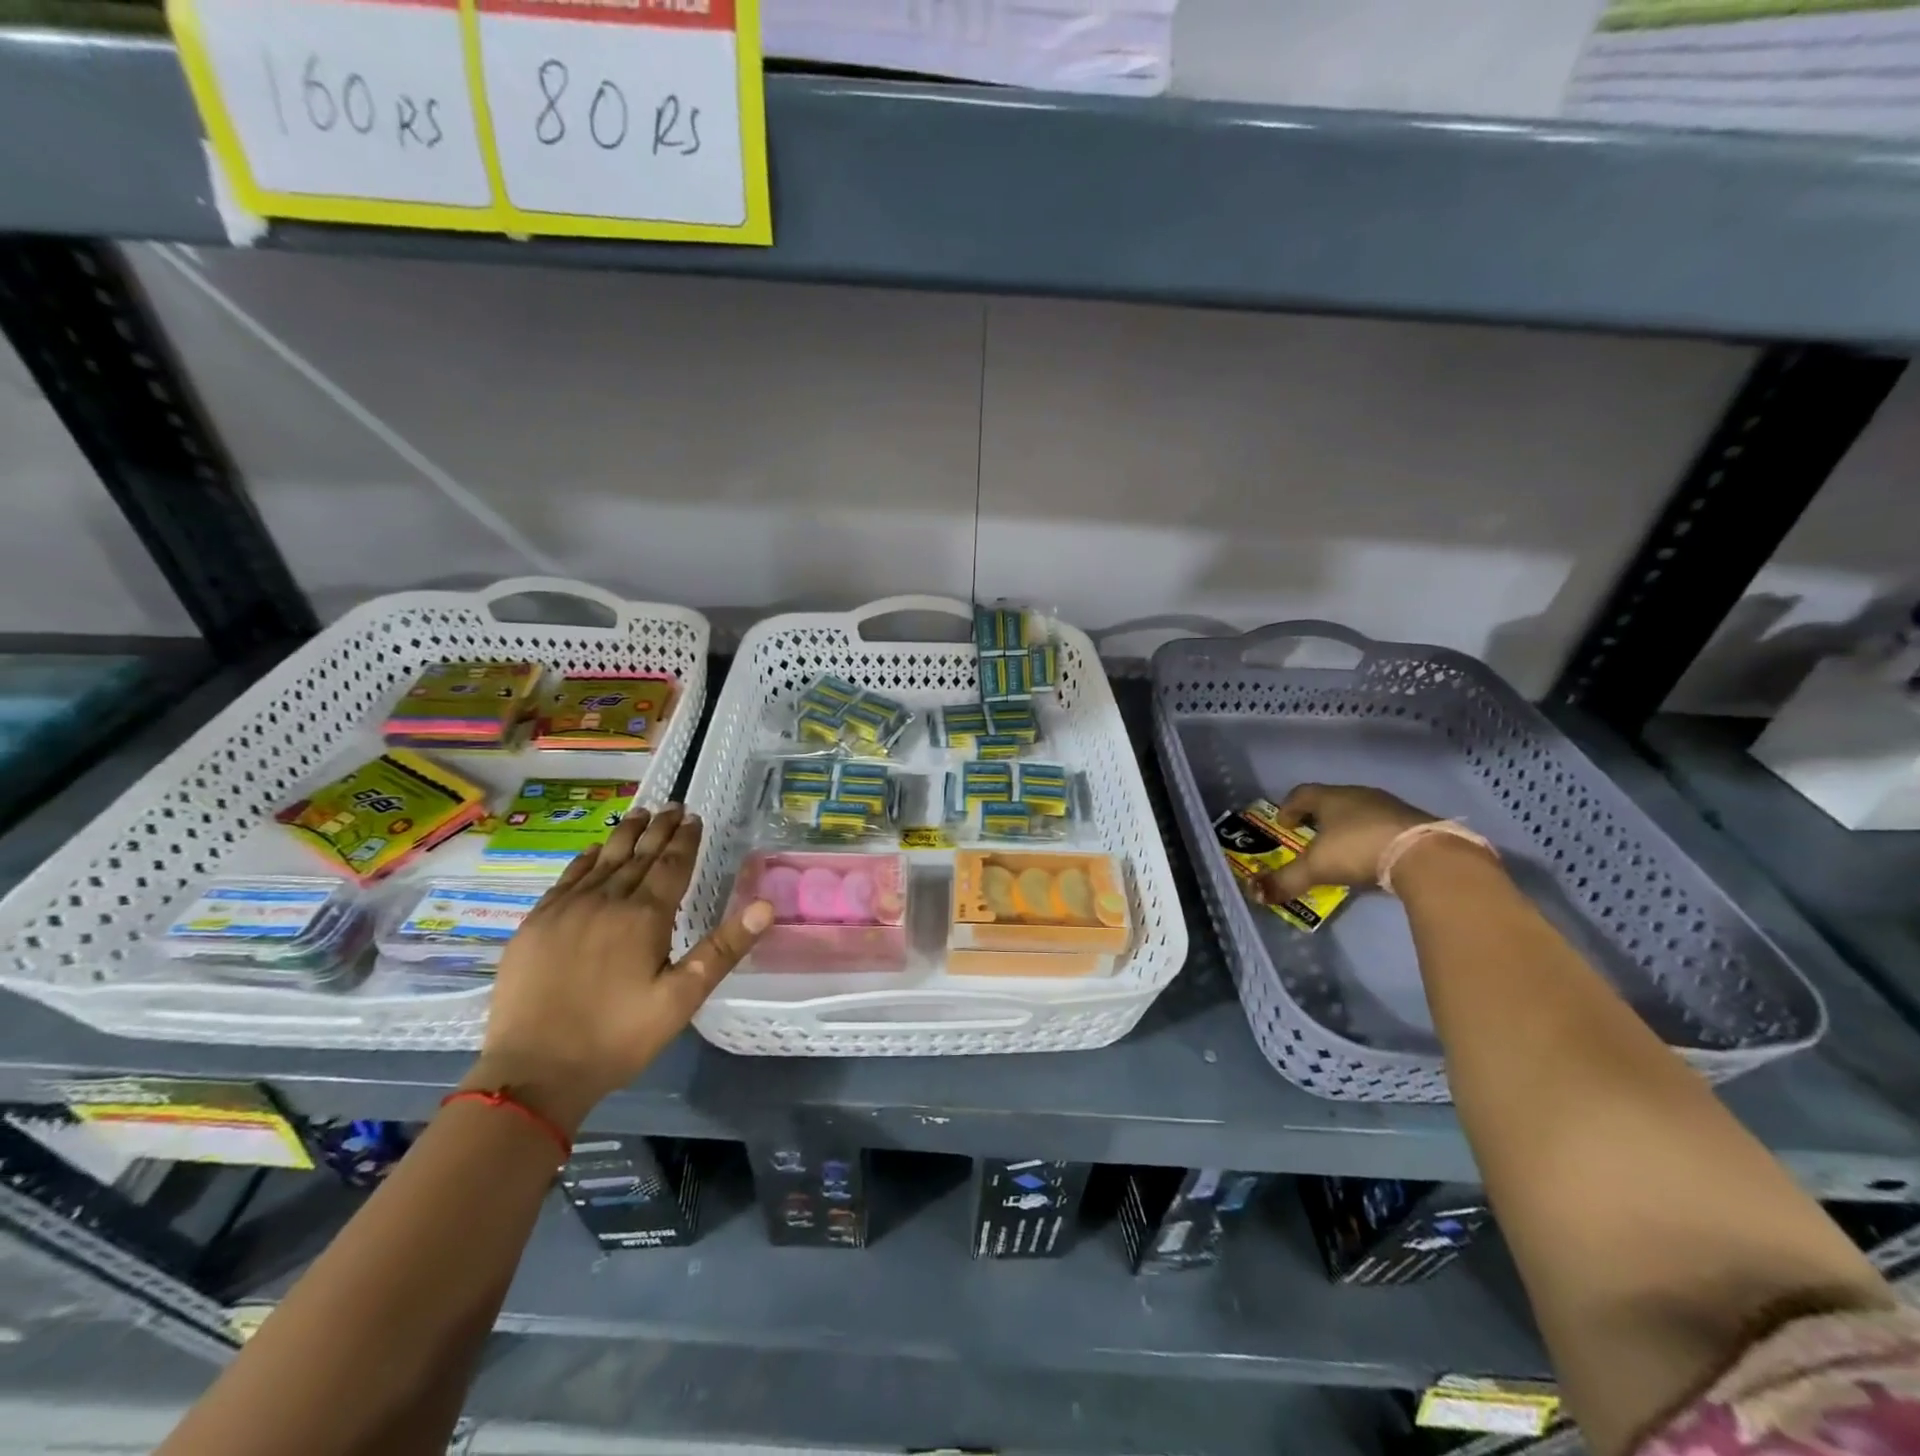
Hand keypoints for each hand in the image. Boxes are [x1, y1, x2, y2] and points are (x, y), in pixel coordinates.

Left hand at [463, 805, 772, 1132]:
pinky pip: (567, 878)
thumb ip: (723, 948)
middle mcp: (606, 901)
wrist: (533, 1072)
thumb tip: (765, 906)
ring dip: (625, 835)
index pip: (671, 866)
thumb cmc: (617, 1038)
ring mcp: (566, 910)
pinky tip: (595, 850)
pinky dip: (586, 860)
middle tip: (673, 805)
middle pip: (638, 855)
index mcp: (644, 916)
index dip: (685, 840)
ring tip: (640, 814)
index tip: (694, 817)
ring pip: (603, 860)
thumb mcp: (681, 999)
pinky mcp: (536, 924)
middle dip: (659, 829)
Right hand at [1253, 783, 1435, 903]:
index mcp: (1331, 798)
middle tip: (1310, 835)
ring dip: (1348, 826)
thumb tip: (1255, 893)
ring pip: (1361, 812)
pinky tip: (1373, 857)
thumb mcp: (1316, 868)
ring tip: (1342, 848)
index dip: (1289, 807)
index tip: (1283, 823)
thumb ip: (1286, 880)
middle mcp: (1359, 795)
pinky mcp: (1416, 824)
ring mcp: (1391, 807)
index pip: (1302, 794)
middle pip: (1332, 800)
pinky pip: (1385, 826)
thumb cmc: (1358, 850)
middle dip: (1318, 817)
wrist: (1426, 856)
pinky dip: (1373, 838)